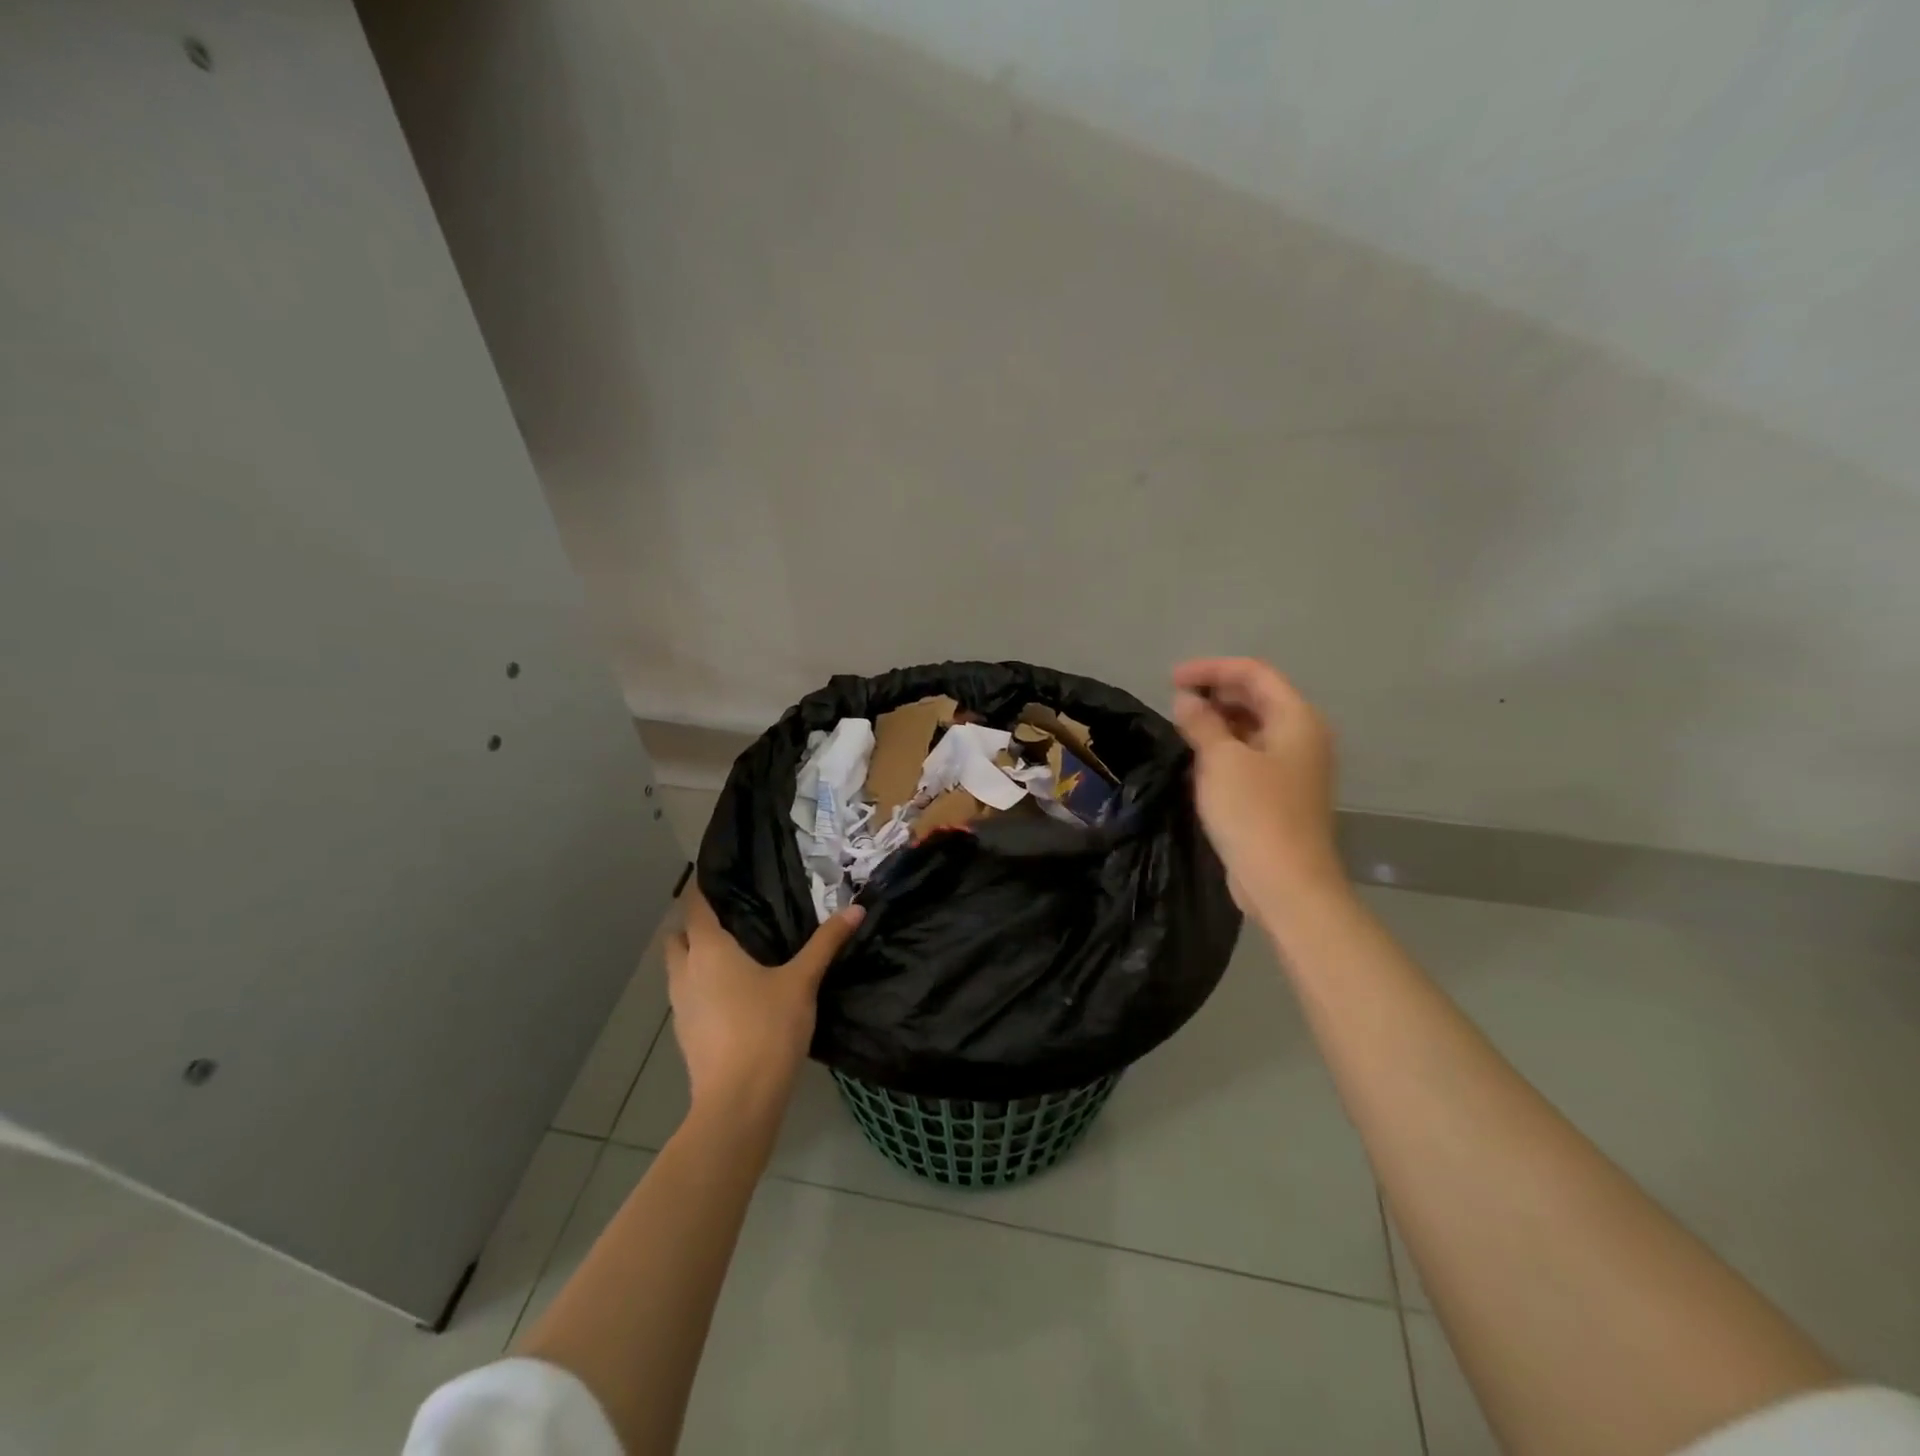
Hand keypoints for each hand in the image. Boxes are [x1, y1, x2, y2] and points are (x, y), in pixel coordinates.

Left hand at [664, 889, 864, 1118]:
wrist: (738, 1100)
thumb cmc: (767, 1028)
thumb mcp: (802, 982)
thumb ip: (826, 943)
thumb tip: (855, 908)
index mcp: (709, 950)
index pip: (695, 906)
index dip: (702, 888)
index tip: (720, 877)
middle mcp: (685, 971)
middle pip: (678, 936)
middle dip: (695, 925)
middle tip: (731, 918)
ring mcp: (679, 1005)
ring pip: (678, 968)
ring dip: (696, 957)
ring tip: (734, 955)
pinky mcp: (684, 1034)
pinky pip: (687, 995)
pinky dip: (701, 986)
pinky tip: (732, 995)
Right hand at [1171, 657, 1344, 914]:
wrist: (1285, 882)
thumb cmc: (1254, 812)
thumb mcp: (1221, 760)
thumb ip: (1202, 722)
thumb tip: (1187, 700)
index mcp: (1296, 719)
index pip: (1254, 673)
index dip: (1212, 669)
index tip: (1172, 679)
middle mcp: (1302, 737)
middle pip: (1258, 697)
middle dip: (1215, 693)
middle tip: (1174, 702)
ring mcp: (1294, 767)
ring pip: (1253, 728)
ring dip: (1218, 721)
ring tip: (1181, 728)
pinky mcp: (1281, 794)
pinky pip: (1251, 755)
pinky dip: (1225, 748)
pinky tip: (1198, 759)